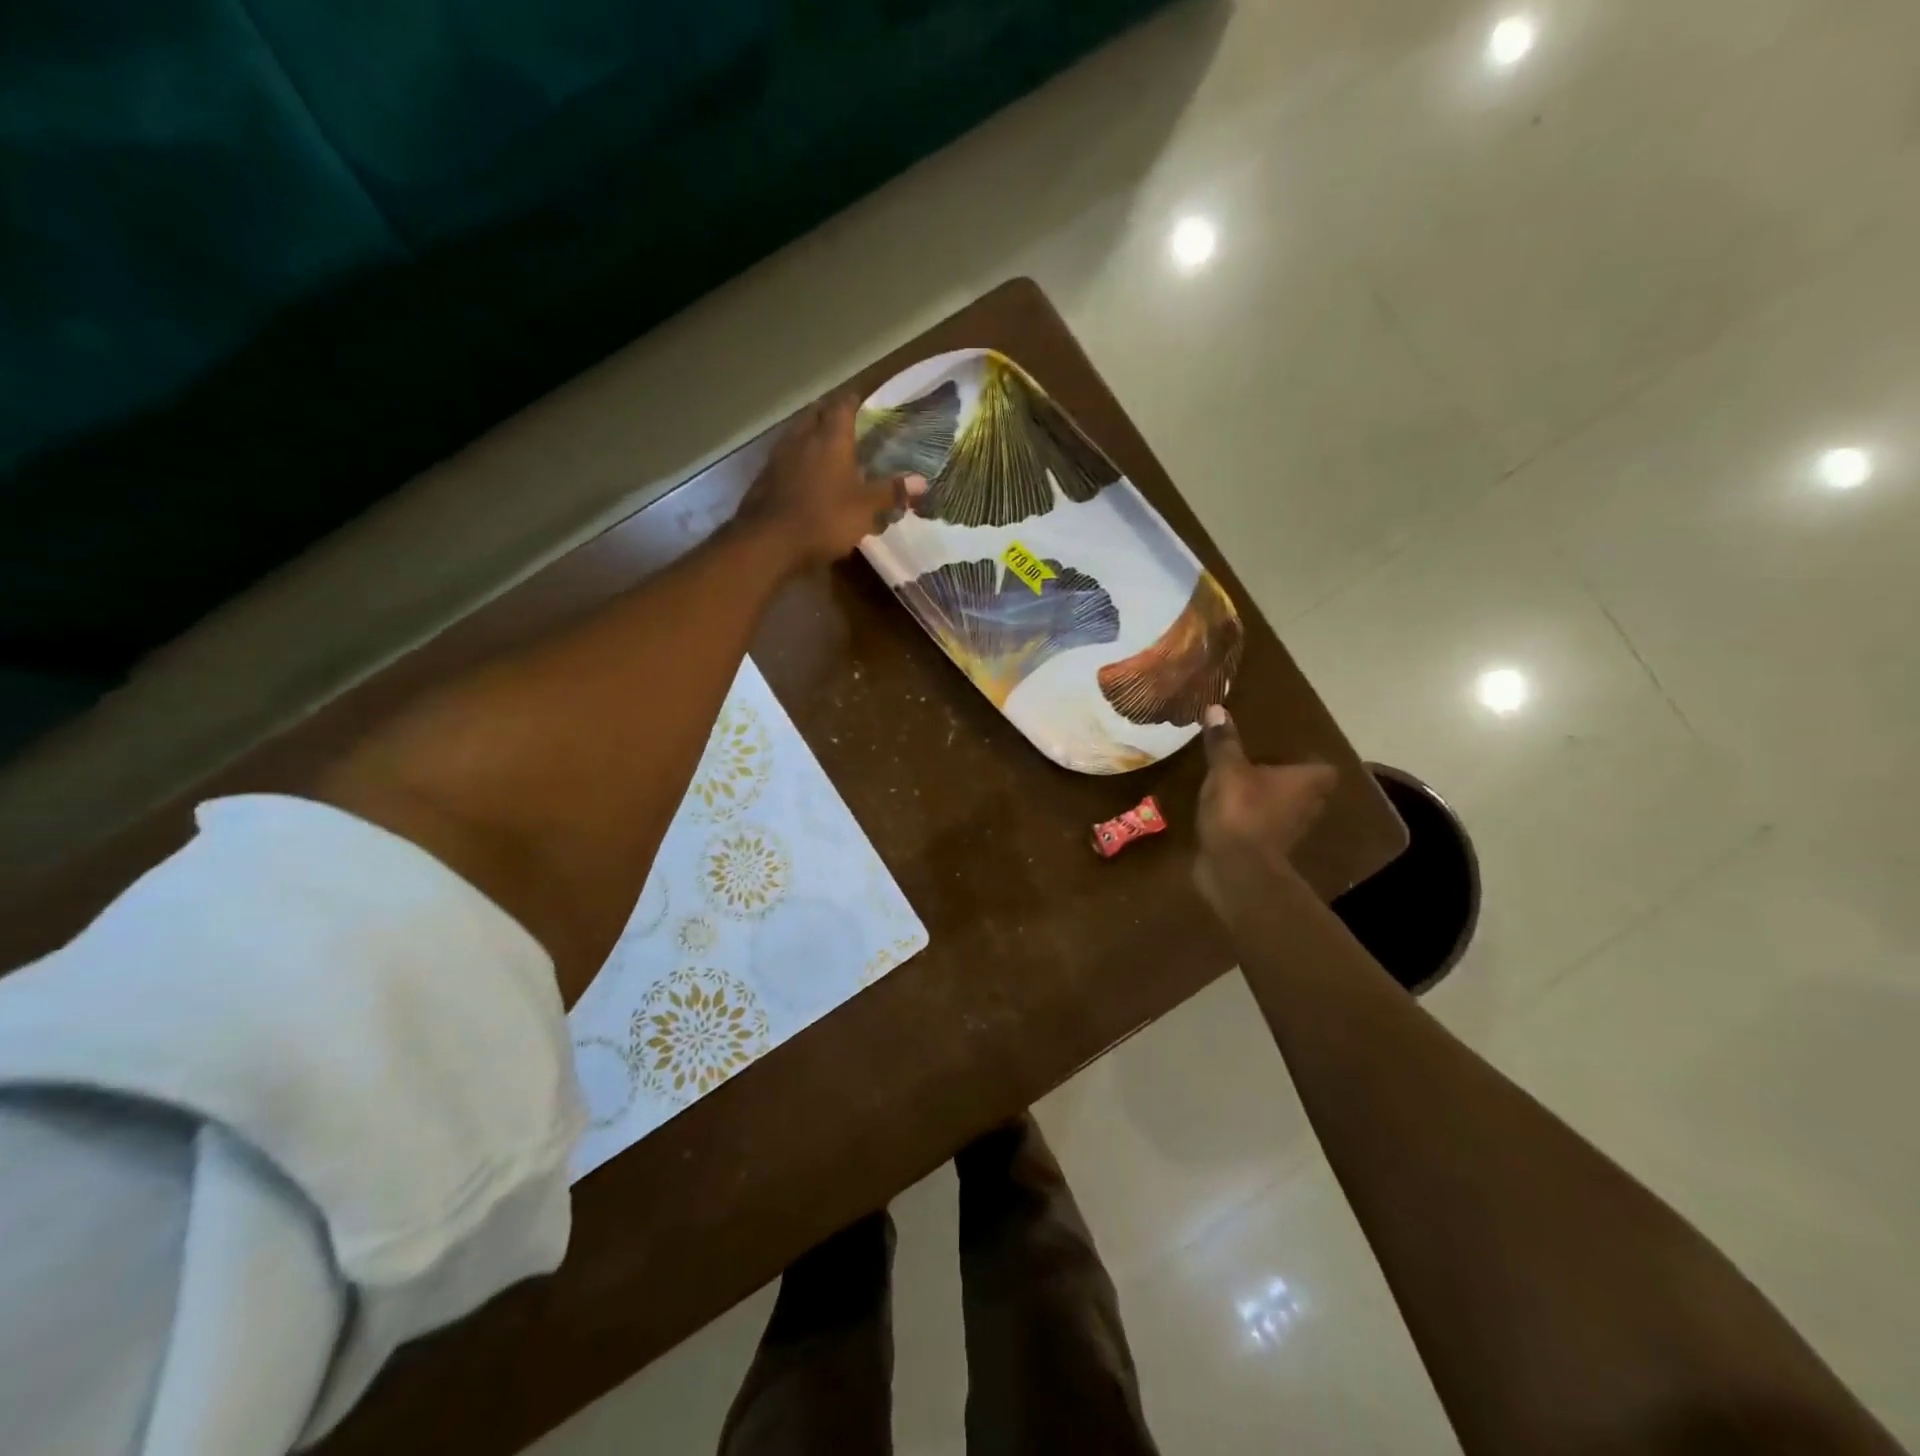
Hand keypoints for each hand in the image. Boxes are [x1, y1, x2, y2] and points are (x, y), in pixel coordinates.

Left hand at [737, 391, 926, 568]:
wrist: (768, 542)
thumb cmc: (824, 519)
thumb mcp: (865, 508)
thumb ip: (891, 491)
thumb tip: (923, 481)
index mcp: (830, 438)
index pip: (843, 405)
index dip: (854, 400)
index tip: (864, 399)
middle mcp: (803, 437)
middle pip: (816, 414)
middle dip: (830, 413)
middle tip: (846, 419)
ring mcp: (779, 456)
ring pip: (798, 432)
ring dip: (811, 433)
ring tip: (825, 443)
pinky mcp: (764, 476)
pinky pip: (785, 456)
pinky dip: (797, 457)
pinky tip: (803, 472)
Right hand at [1195, 704, 1337, 915]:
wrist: (1235, 870)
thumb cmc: (1240, 811)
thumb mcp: (1226, 770)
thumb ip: (1223, 741)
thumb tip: (1217, 708)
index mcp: (1307, 782)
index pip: (1323, 767)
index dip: (1308, 759)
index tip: (1286, 752)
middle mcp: (1308, 806)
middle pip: (1306, 789)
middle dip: (1287, 779)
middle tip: (1261, 764)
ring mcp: (1291, 831)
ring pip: (1286, 808)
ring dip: (1270, 800)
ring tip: (1244, 786)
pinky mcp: (1270, 850)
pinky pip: (1265, 826)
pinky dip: (1254, 819)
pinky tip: (1230, 811)